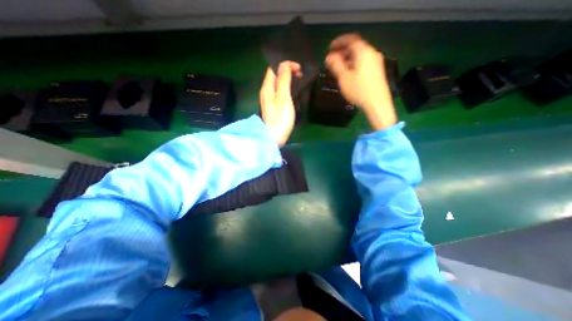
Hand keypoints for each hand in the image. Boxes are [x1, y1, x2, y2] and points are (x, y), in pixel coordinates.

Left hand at [260, 60, 303, 146]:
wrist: (274, 137)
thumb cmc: (280, 118)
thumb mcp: (283, 97)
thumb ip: (283, 80)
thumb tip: (284, 64)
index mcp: (267, 87)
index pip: (274, 68)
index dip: (285, 65)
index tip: (299, 68)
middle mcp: (266, 91)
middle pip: (275, 75)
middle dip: (288, 71)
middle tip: (301, 74)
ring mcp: (270, 99)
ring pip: (278, 84)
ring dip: (288, 80)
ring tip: (300, 81)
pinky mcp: (274, 107)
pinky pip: (280, 92)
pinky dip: (287, 88)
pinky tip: (295, 91)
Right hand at [326, 33, 397, 129]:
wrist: (377, 104)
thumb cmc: (359, 90)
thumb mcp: (344, 78)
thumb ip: (335, 65)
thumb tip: (329, 57)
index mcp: (364, 52)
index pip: (351, 39)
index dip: (339, 42)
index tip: (329, 48)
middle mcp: (372, 53)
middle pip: (356, 47)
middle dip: (343, 51)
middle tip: (333, 60)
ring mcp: (376, 62)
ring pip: (360, 55)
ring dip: (348, 58)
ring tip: (339, 68)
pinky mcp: (377, 71)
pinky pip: (364, 62)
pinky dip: (354, 64)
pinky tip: (349, 73)